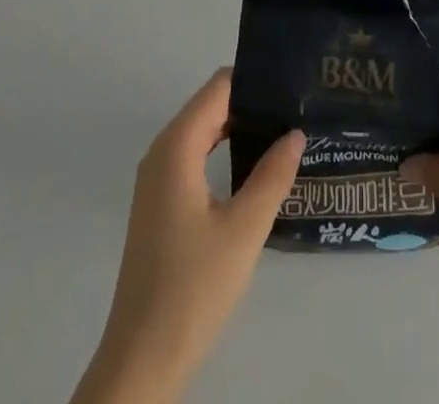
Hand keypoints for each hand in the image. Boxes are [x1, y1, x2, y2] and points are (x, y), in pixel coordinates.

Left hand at [72, 70, 303, 403]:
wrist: (142, 360)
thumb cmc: (193, 288)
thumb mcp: (244, 230)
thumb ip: (272, 175)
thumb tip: (296, 132)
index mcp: (176, 148)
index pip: (219, 88)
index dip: (254, 79)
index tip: (292, 81)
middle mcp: (162, 152)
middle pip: (210, 105)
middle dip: (250, 101)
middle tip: (296, 105)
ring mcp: (157, 179)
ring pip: (203, 130)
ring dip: (238, 126)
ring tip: (284, 129)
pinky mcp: (160, 203)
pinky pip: (195, 155)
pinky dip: (224, 149)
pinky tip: (255, 166)